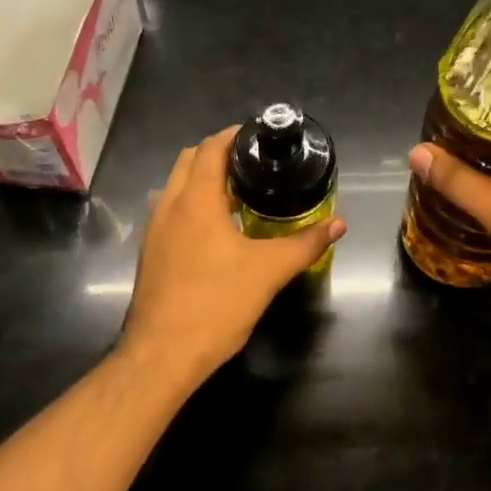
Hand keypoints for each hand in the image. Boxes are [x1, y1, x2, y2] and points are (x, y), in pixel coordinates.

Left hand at [122, 126, 345, 387]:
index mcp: (195, 200)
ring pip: (176, 187)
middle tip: (254, 165)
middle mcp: (169, 206)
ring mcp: (154, 230)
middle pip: (189, 161)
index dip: (234, 136)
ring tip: (240, 194)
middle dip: (218, 154)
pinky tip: (218, 231)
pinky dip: (192, 205)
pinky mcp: (151, 253)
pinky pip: (171, 212)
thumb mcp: (269, 272)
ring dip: (203, 180)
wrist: (162, 354)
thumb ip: (306, 243)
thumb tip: (339, 223)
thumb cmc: (216, 304)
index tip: (260, 137)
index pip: (210, 148)